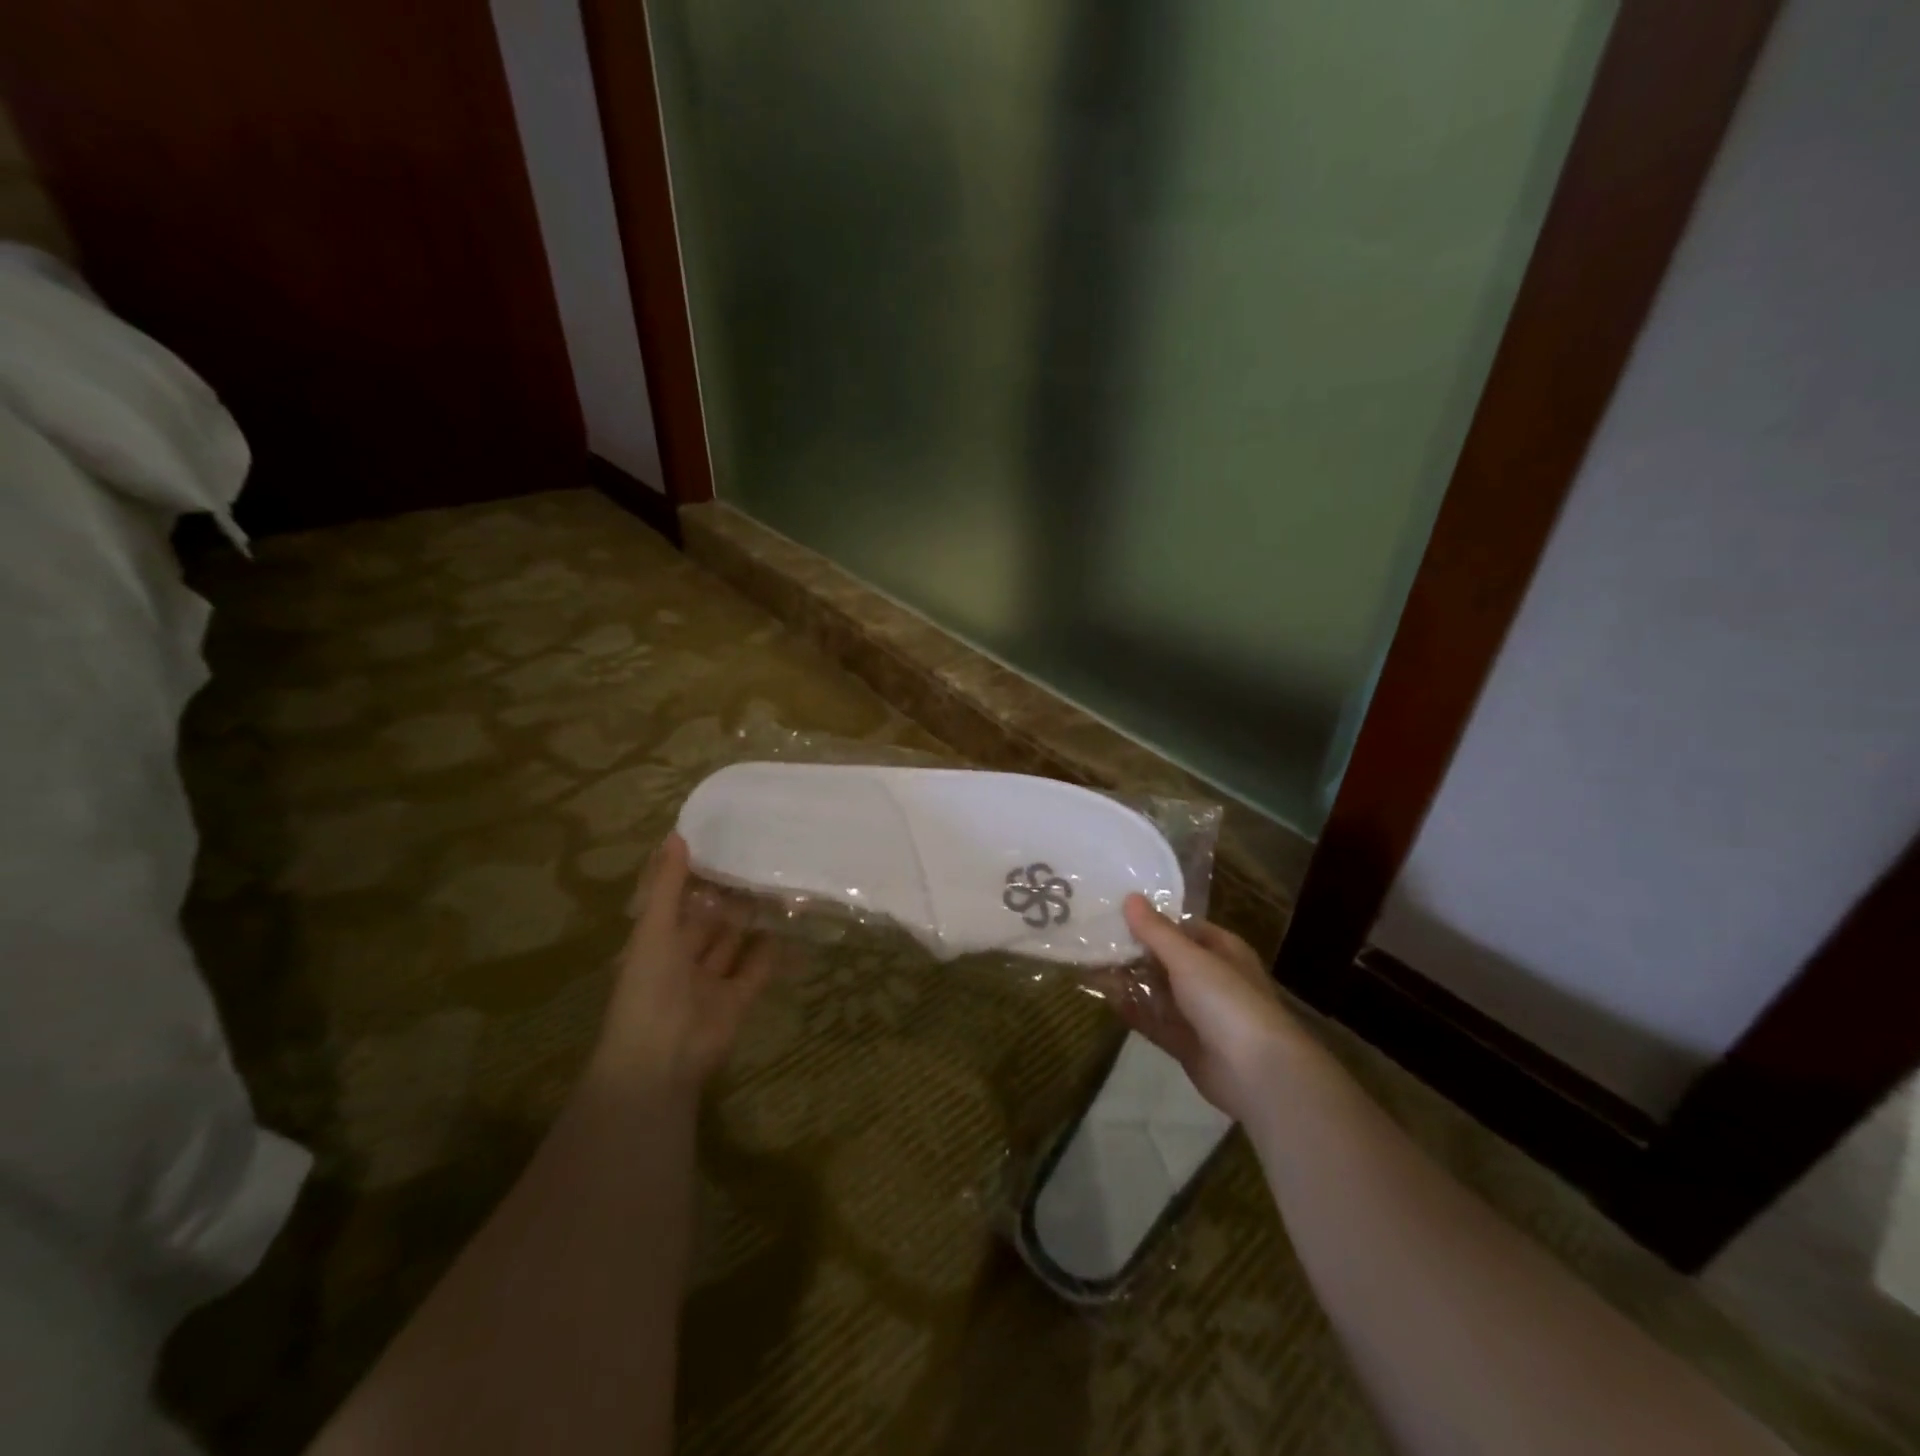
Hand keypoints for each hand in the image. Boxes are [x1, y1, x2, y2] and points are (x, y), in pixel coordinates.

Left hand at [591, 833, 776, 1092]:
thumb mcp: (653, 930)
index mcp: (656, 943)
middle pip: (709, 922)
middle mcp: (683, 960)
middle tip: (760, 860)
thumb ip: (667, 886)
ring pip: (735, 943)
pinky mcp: (738, 1000)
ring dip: (752, 921)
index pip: (675, 902)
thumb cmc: (649, 988)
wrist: (662, 1058)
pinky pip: (758, 969)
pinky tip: (791, 924)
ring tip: (780, 885)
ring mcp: (712, 982)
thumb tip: (677, 835)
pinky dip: (773, 951)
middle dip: (729, 898)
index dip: (694, 878)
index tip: (720, 844)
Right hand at [1109, 895, 1308, 1121]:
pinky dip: (1134, 1011)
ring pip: (1159, 991)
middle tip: (1094, 939)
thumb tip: (1130, 896)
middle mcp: (1212, 979)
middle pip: (1168, 960)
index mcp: (1223, 951)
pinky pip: (1156, 1022)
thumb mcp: (1189, 958)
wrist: (1258, 1074)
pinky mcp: (1187, 1045)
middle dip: (1135, 952)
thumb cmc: (1227, 1001)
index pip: (1183, 928)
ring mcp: (1200, 1014)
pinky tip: (1107, 999)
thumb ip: (1156, 931)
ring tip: (1091, 965)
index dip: (1152, 920)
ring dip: (1130, 981)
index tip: (1115, 912)